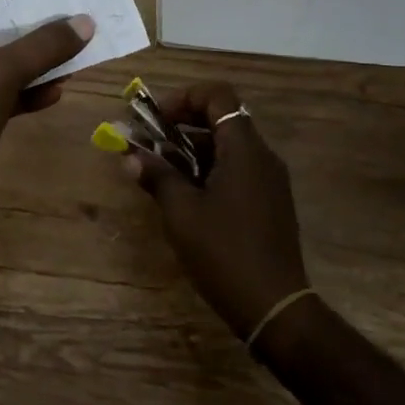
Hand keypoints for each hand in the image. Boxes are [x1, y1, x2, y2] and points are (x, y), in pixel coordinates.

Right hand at [122, 83, 308, 340]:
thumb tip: (130, 156)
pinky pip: (238, 169)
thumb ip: (157, 176)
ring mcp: (270, 181)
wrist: (275, 308)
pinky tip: (187, 195)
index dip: (185, 98)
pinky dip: (210, 169)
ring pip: (229, 146)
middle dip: (183, 124)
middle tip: (151, 143)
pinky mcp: (271, 203)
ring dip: (194, 149)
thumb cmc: (224, 252)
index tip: (157, 119)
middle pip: (222, 118)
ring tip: (162, 171)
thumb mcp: (181, 212)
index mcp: (244, 149)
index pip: (218, 95)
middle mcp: (263, 157)